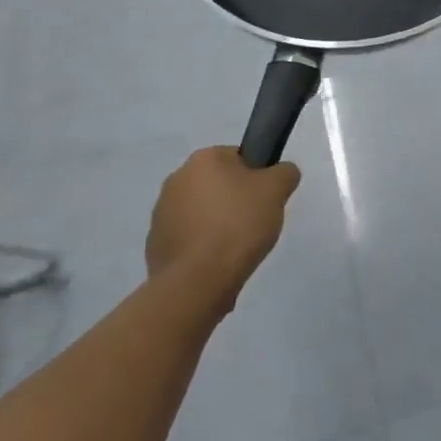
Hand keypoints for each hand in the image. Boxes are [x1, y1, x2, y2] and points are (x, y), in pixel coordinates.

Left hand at [146, 146, 300, 311]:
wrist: (196, 282)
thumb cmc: (238, 225)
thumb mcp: (277, 190)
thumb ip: (285, 173)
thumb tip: (281, 173)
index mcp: (204, 159)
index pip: (239, 158)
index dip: (257, 179)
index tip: (266, 201)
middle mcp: (177, 179)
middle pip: (219, 185)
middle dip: (236, 202)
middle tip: (255, 225)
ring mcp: (161, 213)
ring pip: (203, 213)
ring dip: (218, 226)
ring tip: (236, 250)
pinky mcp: (155, 245)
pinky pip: (189, 240)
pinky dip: (202, 249)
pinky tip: (217, 266)